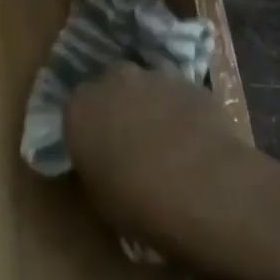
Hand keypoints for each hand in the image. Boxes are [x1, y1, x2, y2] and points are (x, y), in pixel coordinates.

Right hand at [65, 64, 274, 274]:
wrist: (205, 190)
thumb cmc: (138, 202)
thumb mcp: (98, 194)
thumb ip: (94, 164)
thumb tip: (103, 159)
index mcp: (80, 108)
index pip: (75, 109)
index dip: (88, 128)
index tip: (97, 148)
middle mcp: (115, 81)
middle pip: (112, 87)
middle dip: (119, 107)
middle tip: (130, 140)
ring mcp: (157, 78)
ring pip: (148, 88)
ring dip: (152, 106)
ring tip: (167, 142)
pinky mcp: (195, 84)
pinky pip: (180, 97)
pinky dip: (182, 112)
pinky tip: (194, 141)